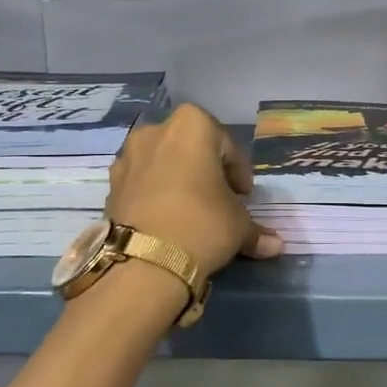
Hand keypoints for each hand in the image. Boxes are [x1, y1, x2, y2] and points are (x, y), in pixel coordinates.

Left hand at [108, 103, 282, 275]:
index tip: (244, 196)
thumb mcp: (238, 226)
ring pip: (163, 163)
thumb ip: (256, 230)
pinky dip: (155, 194)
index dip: (238, 172)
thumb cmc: (202, 224)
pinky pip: (142, 182)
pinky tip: (165, 220)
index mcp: (192, 125)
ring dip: (177, 180)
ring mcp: (128, 155)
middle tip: (219, 200)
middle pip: (191, 149)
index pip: (227, 146)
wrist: (144, 260)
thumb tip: (276, 244)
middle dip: (206, 171)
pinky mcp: (111, 183)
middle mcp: (156, 130)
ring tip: (189, 211)